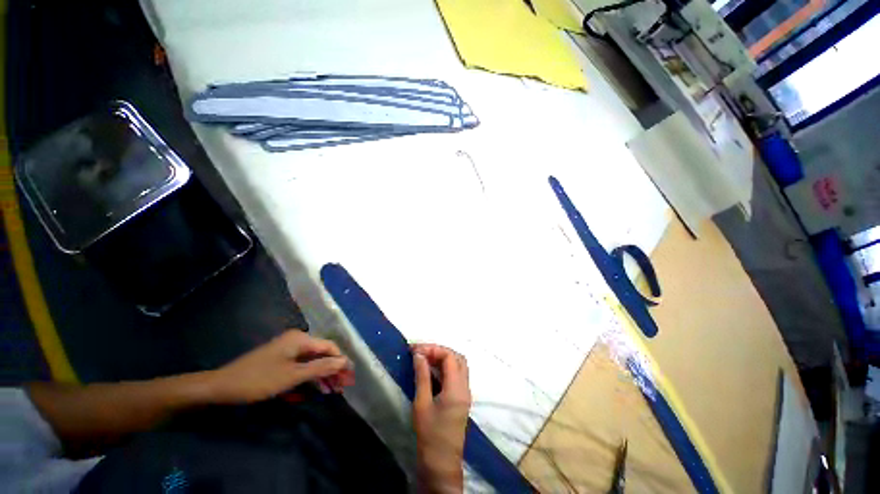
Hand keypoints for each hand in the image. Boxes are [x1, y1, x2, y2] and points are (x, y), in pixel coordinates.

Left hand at [208, 330, 353, 403]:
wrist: (221, 386)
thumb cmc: (259, 380)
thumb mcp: (292, 376)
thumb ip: (320, 368)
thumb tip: (344, 362)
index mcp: (300, 339)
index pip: (329, 347)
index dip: (341, 360)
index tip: (349, 376)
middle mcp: (297, 340)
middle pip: (322, 353)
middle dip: (333, 370)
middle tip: (342, 387)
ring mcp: (288, 349)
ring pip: (312, 360)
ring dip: (323, 374)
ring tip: (332, 390)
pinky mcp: (281, 358)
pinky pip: (302, 365)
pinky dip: (310, 376)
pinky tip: (316, 387)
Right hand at [412, 344, 471, 492]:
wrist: (441, 464)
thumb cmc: (430, 435)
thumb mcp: (422, 404)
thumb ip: (422, 376)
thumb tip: (419, 354)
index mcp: (457, 388)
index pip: (449, 356)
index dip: (433, 349)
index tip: (415, 350)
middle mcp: (465, 387)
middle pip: (457, 358)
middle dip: (439, 351)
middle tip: (421, 352)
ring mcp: (465, 393)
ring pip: (458, 365)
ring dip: (443, 358)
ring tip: (424, 359)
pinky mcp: (461, 399)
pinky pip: (456, 375)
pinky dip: (445, 368)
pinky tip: (431, 371)